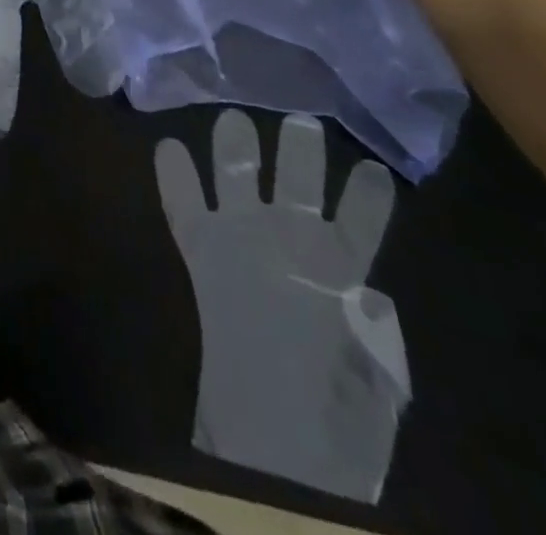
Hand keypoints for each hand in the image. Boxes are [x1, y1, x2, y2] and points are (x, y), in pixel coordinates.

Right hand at [157, 111, 407, 500]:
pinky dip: (174, 180)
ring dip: (238, 148)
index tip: (374, 170)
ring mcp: (243, 236)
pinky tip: (168, 149)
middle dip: (298, 151)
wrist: (274, 428)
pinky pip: (183, 206)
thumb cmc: (332, 398)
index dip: (367, 198)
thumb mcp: (376, 371)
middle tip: (299, 120)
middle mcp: (289, 237)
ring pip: (241, 177)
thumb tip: (371, 297)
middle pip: (294, 181)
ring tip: (237, 118)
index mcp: (337, 264)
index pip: (357, 220)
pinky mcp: (202, 248)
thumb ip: (377, 328)